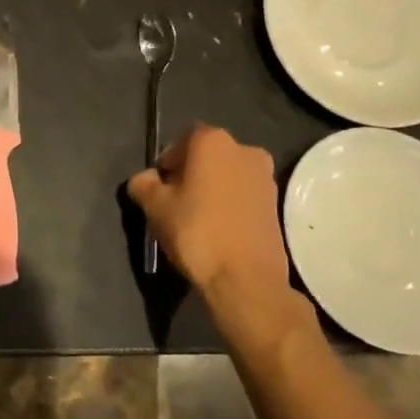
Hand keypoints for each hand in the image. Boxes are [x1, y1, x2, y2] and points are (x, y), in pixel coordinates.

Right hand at [127, 124, 295, 306]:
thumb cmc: (196, 232)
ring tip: (197, 219)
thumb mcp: (155, 207)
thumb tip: (144, 179)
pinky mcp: (277, 204)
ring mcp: (265, 177)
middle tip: (175, 203)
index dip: (167, 162)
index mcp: (213, 141)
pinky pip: (244, 194)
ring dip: (211, 189)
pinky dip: (230, 204)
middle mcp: (244, 149)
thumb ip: (143, 184)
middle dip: (190, 173)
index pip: (182, 140)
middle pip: (207, 155)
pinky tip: (218, 229)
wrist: (246, 279)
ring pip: (227, 175)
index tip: (159, 187)